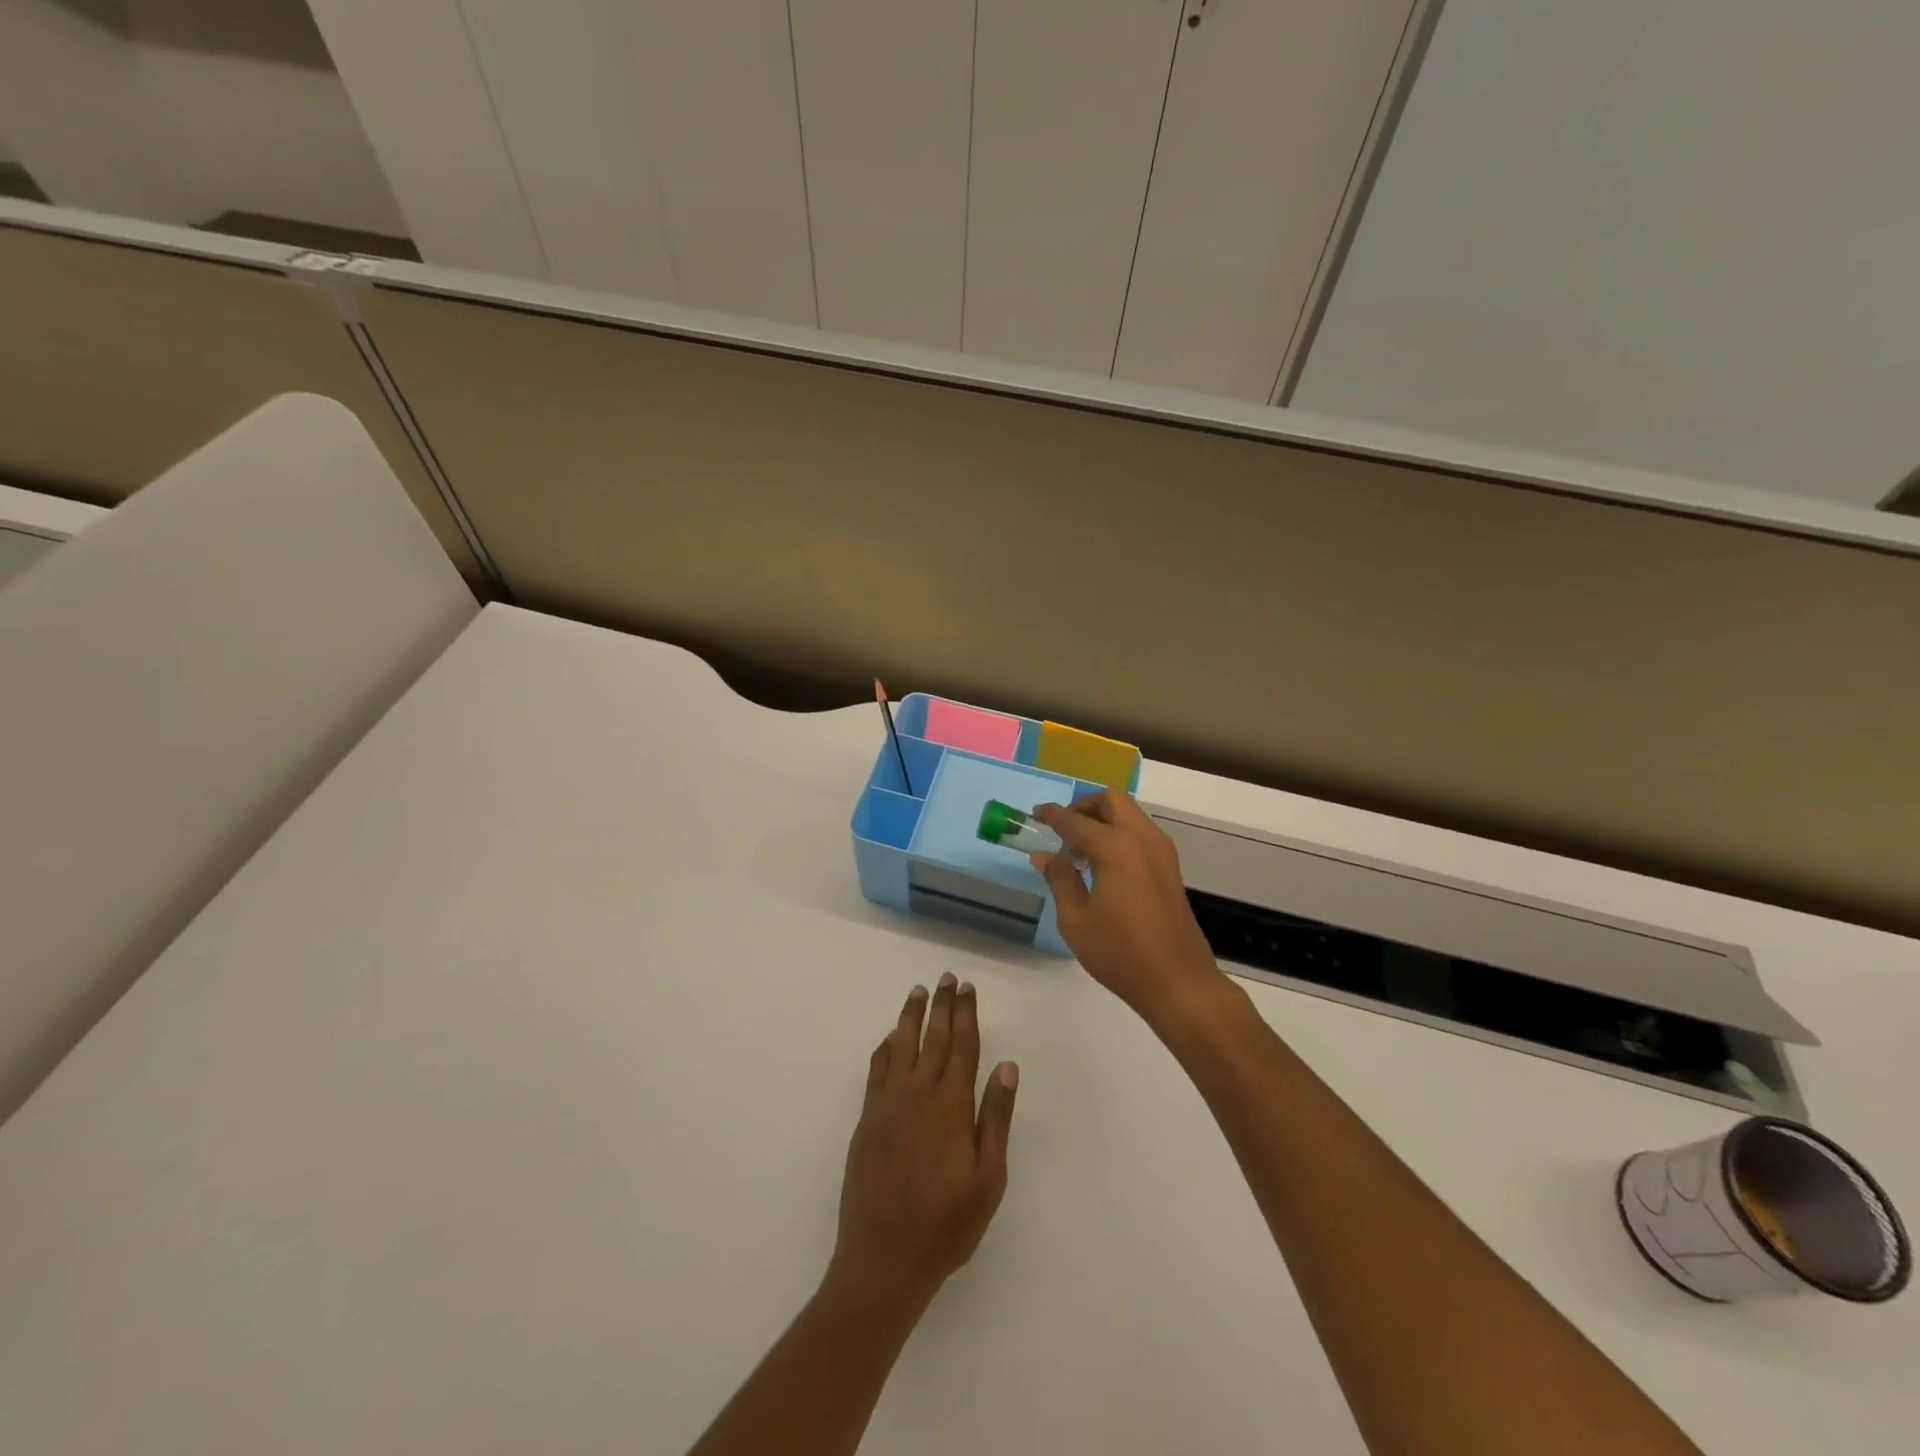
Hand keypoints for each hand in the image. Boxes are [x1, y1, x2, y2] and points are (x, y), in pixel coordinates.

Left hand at [826, 976, 1018, 1315]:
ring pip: (901, 1046)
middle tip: (947, 977)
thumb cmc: (946, 1224)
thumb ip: (995, 1118)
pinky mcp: (867, 1119)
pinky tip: (891, 1038)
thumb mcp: (988, 1179)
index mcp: (950, 1106)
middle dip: (941, 1005)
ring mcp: (888, 1105)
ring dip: (911, 1016)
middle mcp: (917, 1094)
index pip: (962, 1046)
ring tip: (918, 991)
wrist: (883, 1260)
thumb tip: (1007, 1065)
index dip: (966, 1014)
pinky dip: (886, 1047)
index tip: (967, 988)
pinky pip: (877, 1070)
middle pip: (933, 1037)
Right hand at [1031, 790, 1226, 1026]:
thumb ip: (1060, 879)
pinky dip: (1119, 834)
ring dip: (1103, 820)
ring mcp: (1161, 852)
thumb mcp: (1076, 920)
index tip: (1035, 813)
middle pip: (1112, 801)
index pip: (1076, 821)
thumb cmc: (1120, 953)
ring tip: (1078, 851)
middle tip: (1062, 829)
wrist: (1179, 982)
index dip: (1052, 815)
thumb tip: (1044, 855)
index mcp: (1115, 847)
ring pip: (1129, 814)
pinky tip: (1102, 865)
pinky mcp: (1170, 868)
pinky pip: (1140, 833)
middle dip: (1084, 807)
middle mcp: (1141, 838)